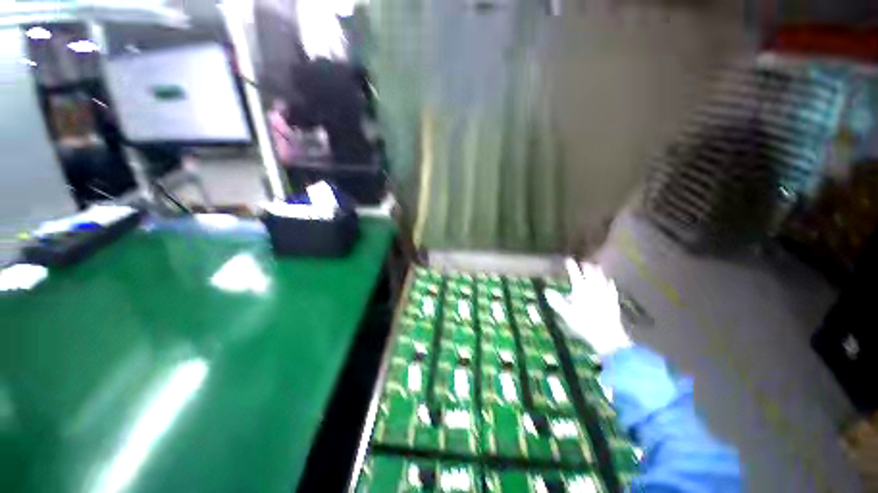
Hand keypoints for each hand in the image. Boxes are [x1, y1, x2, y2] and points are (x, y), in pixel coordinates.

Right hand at [546, 258, 631, 356]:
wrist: (608, 336)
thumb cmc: (584, 324)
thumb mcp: (566, 314)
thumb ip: (557, 302)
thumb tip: (547, 291)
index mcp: (581, 291)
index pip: (575, 274)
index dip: (571, 266)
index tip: (568, 259)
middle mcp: (594, 289)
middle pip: (590, 274)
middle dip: (586, 267)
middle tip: (584, 262)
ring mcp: (605, 295)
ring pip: (602, 279)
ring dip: (598, 272)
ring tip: (596, 266)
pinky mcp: (613, 301)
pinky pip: (611, 288)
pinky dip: (609, 282)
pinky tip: (610, 281)